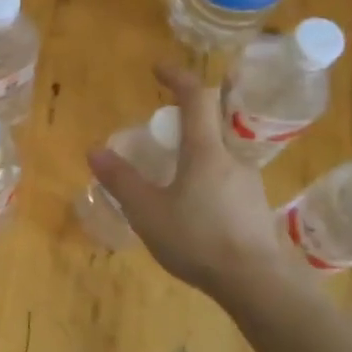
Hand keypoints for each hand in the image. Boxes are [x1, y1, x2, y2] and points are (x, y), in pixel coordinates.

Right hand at [87, 64, 300, 297]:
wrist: (257, 283)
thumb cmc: (198, 240)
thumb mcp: (148, 212)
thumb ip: (122, 181)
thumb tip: (95, 150)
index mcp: (206, 151)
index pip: (196, 98)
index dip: (178, 77)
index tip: (158, 69)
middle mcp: (232, 158)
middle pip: (216, 121)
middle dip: (193, 113)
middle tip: (167, 123)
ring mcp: (249, 182)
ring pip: (222, 152)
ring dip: (200, 149)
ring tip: (174, 172)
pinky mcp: (255, 207)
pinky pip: (228, 178)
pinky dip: (209, 176)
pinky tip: (195, 205)